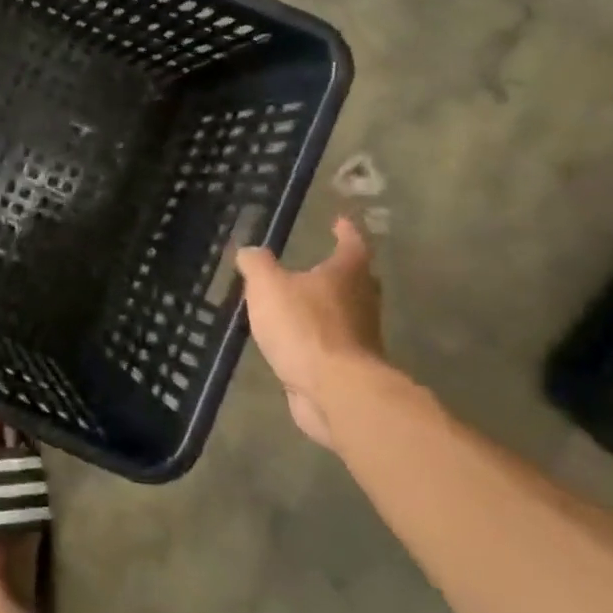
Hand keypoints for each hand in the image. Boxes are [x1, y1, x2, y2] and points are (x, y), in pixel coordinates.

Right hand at [235, 216, 385, 448]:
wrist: (335, 391)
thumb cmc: (304, 327)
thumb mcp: (268, 286)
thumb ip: (257, 265)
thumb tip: (250, 251)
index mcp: (347, 274)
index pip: (352, 243)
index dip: (345, 230)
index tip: (340, 220)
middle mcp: (362, 302)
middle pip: (356, 280)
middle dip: (339, 271)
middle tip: (320, 262)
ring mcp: (360, 337)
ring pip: (343, 313)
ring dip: (324, 306)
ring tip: (295, 302)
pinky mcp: (349, 367)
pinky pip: (330, 342)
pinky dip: (314, 337)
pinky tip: (292, 340)